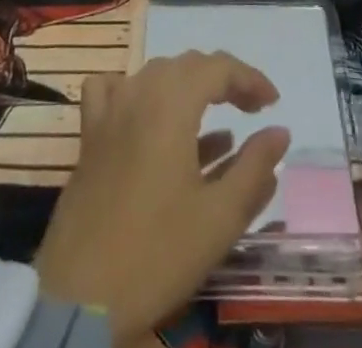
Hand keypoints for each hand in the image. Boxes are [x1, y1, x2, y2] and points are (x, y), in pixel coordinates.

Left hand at [36, 52, 290, 346]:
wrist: (81, 295)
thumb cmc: (158, 253)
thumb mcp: (220, 217)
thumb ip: (254, 167)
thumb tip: (280, 131)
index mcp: (171, 101)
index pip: (218, 67)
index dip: (250, 79)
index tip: (273, 105)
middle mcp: (138, 91)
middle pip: (187, 65)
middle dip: (223, 81)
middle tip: (251, 112)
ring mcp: (109, 111)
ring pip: (154, 76)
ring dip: (187, 87)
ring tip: (214, 119)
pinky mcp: (90, 135)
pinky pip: (114, 91)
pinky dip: (138, 92)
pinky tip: (148, 117)